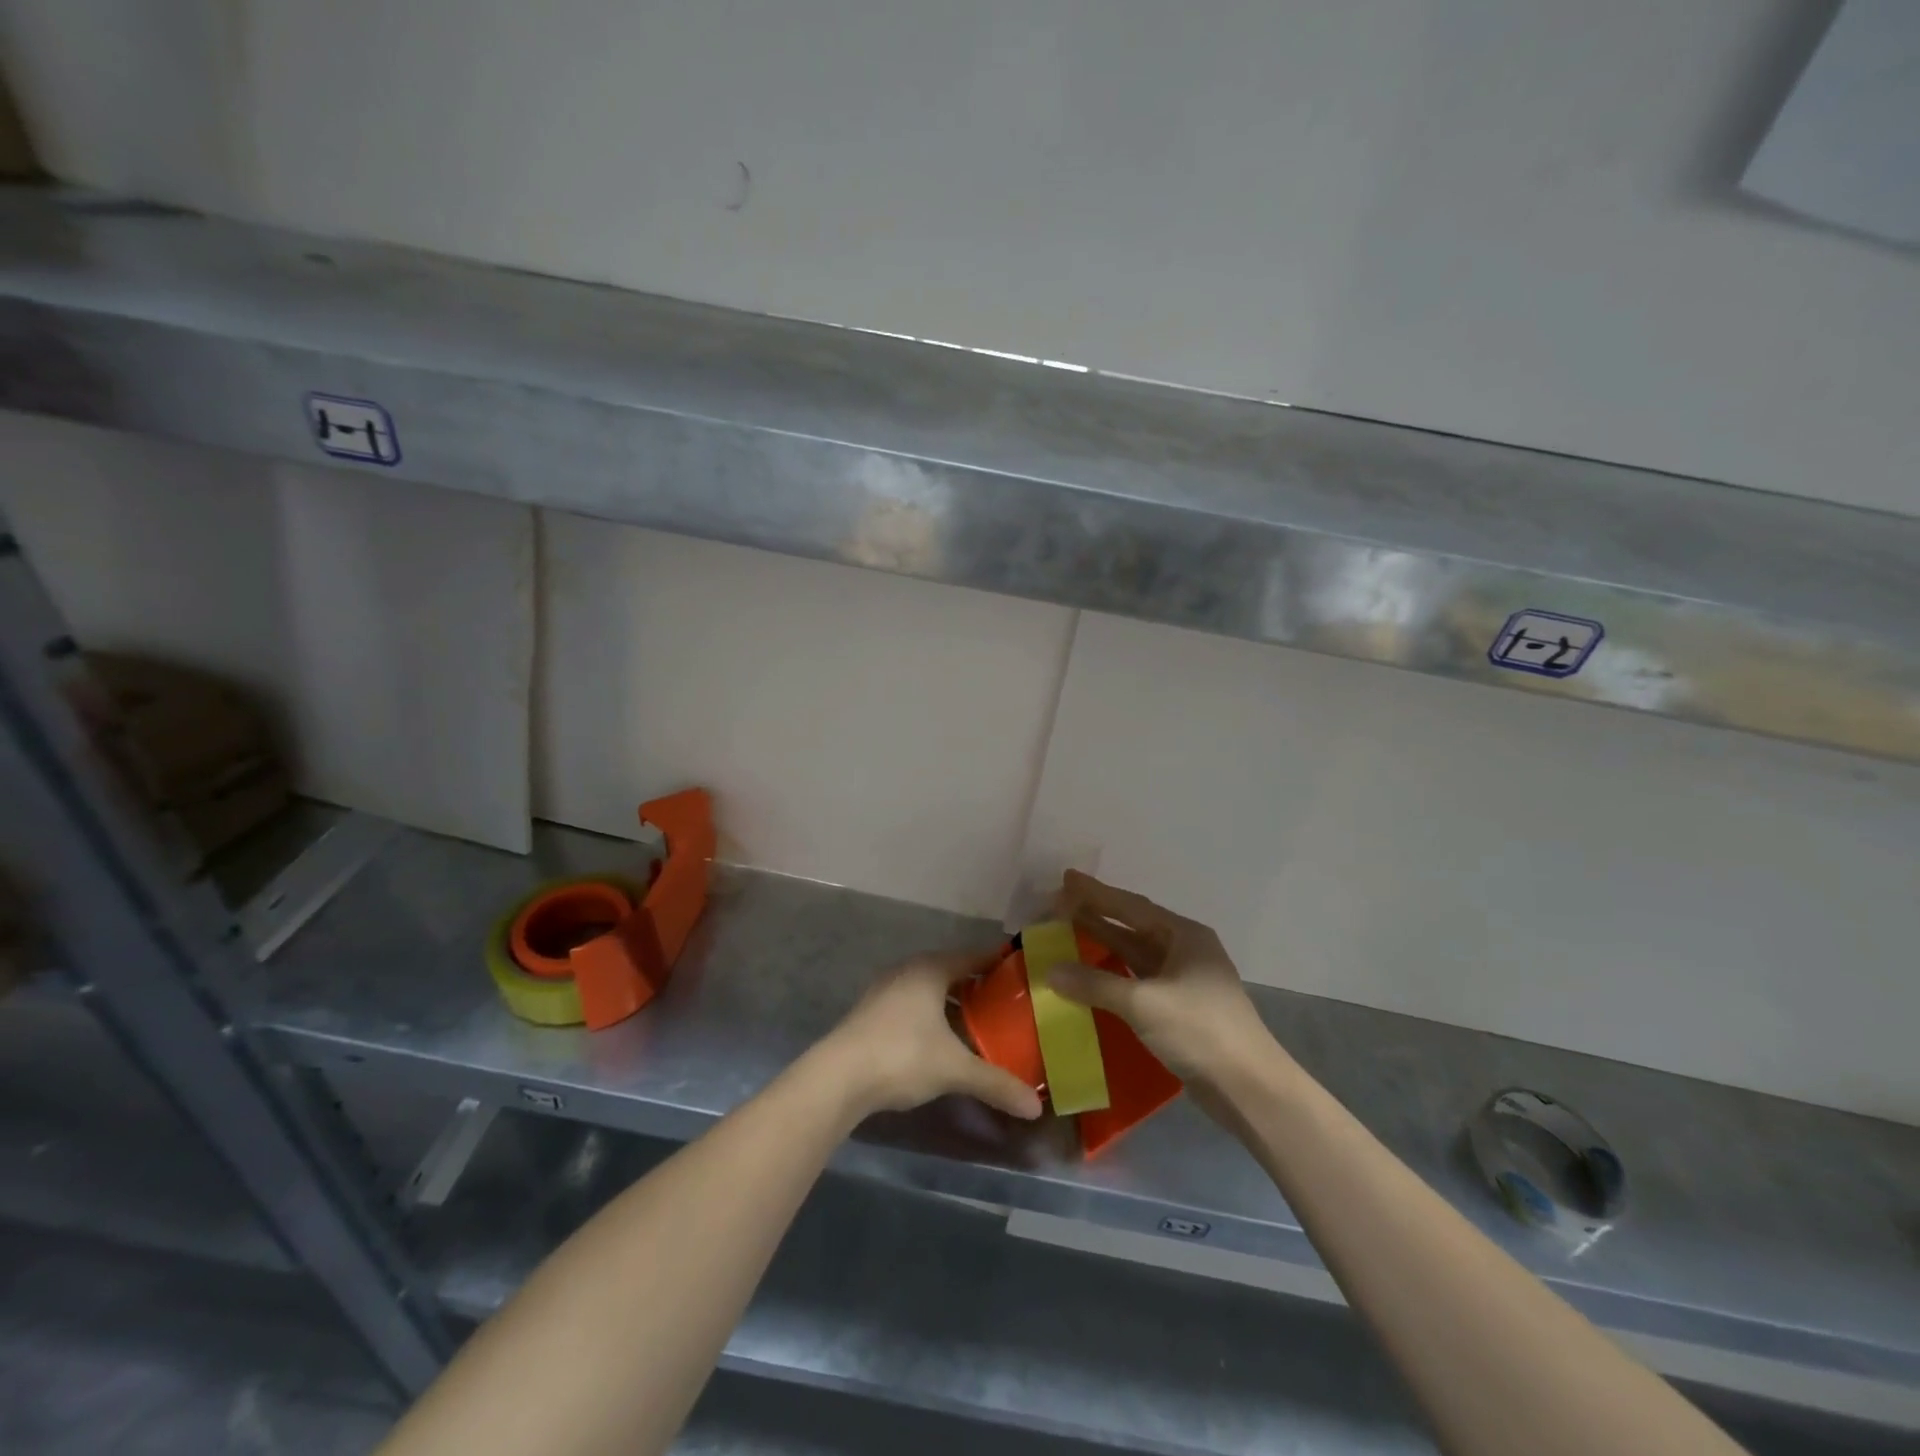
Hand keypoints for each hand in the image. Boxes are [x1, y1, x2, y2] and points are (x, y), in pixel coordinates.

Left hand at [815, 953, 1043, 1121]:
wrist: (837, 1077)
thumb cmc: (902, 1055)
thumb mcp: (955, 1069)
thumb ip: (996, 1083)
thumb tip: (1036, 1106)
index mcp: (930, 969)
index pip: (972, 956)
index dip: (996, 963)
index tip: (1020, 971)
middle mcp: (907, 971)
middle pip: (949, 971)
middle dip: (976, 986)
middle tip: (1006, 1003)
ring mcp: (884, 991)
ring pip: (928, 990)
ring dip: (951, 1004)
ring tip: (979, 1024)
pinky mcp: (870, 1014)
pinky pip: (911, 1006)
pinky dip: (931, 1017)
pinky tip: (941, 1041)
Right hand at [1048, 871, 1278, 1091]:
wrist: (1249, 1088)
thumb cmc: (1199, 1030)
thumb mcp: (1143, 1003)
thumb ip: (1095, 984)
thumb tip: (1051, 970)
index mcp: (1184, 936)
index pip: (1131, 907)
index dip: (1096, 893)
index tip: (1066, 879)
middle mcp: (1186, 951)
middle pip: (1133, 927)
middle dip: (1097, 916)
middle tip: (1059, 906)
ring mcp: (1185, 982)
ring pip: (1136, 955)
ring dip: (1104, 945)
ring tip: (1069, 933)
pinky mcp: (1181, 1010)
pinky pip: (1139, 981)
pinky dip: (1113, 976)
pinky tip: (1092, 978)